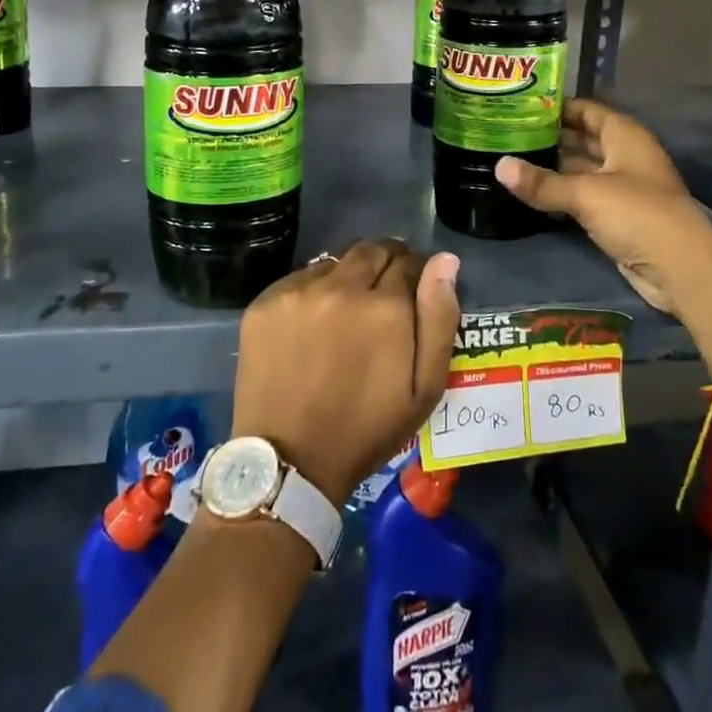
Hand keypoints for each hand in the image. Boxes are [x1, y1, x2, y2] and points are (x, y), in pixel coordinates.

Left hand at [229, 239, 460, 507]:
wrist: (289, 461)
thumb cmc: (366, 430)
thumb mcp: (423, 388)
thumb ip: (439, 318)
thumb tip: (445, 260)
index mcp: (385, 306)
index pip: (409, 262)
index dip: (416, 272)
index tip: (414, 289)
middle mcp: (342, 286)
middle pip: (371, 250)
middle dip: (385, 263)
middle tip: (383, 294)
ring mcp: (298, 291)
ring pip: (335, 262)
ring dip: (348, 276)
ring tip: (346, 311)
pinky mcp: (266, 301)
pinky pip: (300, 279)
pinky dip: (313, 291)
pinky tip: (313, 322)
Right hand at [495, 98, 709, 316]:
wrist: (680, 269)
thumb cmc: (637, 214)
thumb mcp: (585, 194)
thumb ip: (542, 182)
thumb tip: (499, 166)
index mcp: (624, 136)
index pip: (587, 110)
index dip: (557, 107)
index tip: (520, 107)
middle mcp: (625, 156)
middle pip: (583, 139)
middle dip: (549, 137)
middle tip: (507, 135)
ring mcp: (623, 187)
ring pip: (581, 169)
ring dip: (553, 167)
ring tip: (512, 161)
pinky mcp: (618, 216)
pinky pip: (583, 196)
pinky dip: (561, 193)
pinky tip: (532, 193)